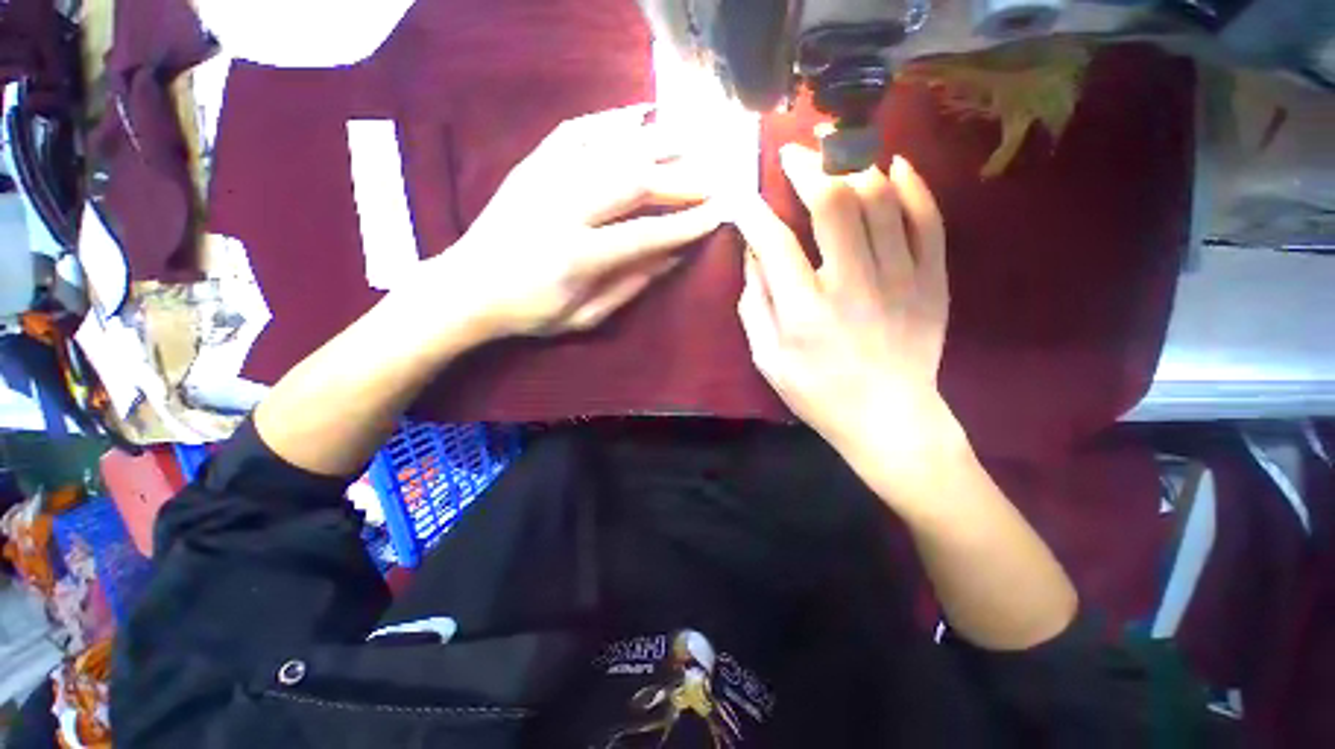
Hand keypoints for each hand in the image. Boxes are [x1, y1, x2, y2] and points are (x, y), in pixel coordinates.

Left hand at [429, 104, 722, 339]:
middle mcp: (563, 209)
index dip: (686, 224)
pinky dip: (609, 121)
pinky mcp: (531, 165)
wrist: (467, 288)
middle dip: (681, 179)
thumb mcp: (586, 316)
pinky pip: (575, 132)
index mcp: (578, 256)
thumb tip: (673, 257)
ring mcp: (544, 179)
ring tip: (692, 140)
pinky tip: (636, 117)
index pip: (647, 234)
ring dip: (656, 143)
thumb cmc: (530, 313)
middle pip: (633, 182)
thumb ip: (631, 286)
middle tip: (713, 179)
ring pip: (610, 149)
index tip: (718, 214)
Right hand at [734, 144, 961, 470]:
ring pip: (881, 199)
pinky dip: (912, 185)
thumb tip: (754, 254)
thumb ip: (754, 305)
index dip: (752, 211)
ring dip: (854, 166)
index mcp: (805, 311)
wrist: (889, 418)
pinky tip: (894, 166)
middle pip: (834, 203)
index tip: (741, 196)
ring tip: (834, 152)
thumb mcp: (768, 359)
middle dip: (808, 167)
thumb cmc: (818, 393)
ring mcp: (901, 279)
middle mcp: (853, 285)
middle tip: (792, 153)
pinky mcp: (933, 280)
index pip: (774, 241)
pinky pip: (928, 219)